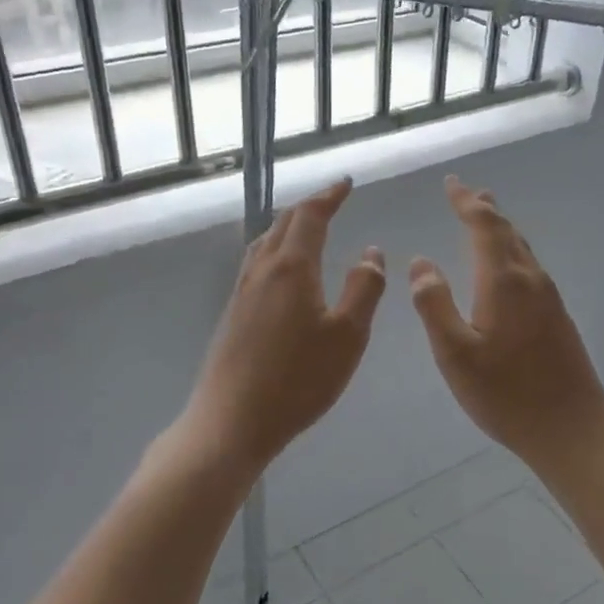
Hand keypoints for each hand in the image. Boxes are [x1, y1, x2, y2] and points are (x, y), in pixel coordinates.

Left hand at [181, 178, 385, 473]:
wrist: (232, 420)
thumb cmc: (298, 379)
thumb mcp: (347, 336)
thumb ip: (364, 289)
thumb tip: (371, 252)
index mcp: (291, 268)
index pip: (310, 216)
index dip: (329, 196)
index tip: (346, 183)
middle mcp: (262, 270)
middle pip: (284, 224)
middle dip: (310, 207)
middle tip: (332, 200)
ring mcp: (241, 292)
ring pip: (265, 243)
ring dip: (289, 227)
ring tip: (307, 228)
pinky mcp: (232, 314)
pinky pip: (256, 265)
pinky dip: (276, 250)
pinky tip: (282, 273)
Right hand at [410, 176, 603, 477]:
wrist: (571, 430)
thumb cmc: (505, 395)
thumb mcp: (455, 354)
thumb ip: (434, 305)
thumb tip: (421, 262)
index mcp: (504, 283)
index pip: (484, 227)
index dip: (466, 202)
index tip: (451, 183)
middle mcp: (531, 281)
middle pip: (507, 232)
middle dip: (484, 209)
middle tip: (466, 192)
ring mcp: (549, 299)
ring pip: (522, 249)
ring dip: (500, 229)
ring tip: (484, 217)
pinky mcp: (558, 318)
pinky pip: (530, 269)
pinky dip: (511, 252)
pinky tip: (506, 267)